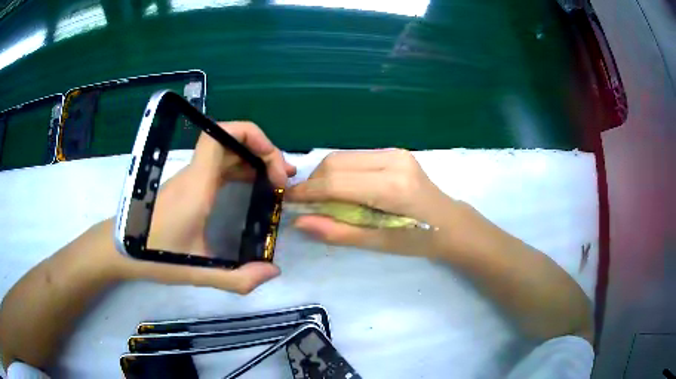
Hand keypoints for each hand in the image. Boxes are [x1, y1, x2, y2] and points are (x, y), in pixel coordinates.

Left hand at [112, 121, 295, 292]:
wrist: (120, 247)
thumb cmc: (153, 255)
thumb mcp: (196, 272)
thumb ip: (236, 278)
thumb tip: (273, 272)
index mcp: (196, 185)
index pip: (219, 135)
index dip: (251, 135)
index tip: (274, 162)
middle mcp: (194, 174)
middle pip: (229, 139)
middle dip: (262, 151)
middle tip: (284, 178)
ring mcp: (190, 179)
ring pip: (225, 152)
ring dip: (253, 160)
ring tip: (276, 182)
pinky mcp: (187, 187)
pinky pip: (219, 167)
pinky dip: (241, 170)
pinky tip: (252, 189)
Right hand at [285, 149, 461, 257]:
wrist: (449, 222)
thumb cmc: (417, 240)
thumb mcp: (377, 242)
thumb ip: (337, 231)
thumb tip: (300, 222)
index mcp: (391, 188)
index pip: (335, 183)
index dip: (307, 192)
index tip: (287, 201)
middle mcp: (392, 161)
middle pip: (335, 163)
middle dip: (314, 183)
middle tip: (307, 204)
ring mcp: (395, 153)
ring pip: (343, 157)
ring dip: (326, 176)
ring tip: (325, 199)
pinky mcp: (395, 152)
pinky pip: (355, 158)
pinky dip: (341, 172)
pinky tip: (344, 189)